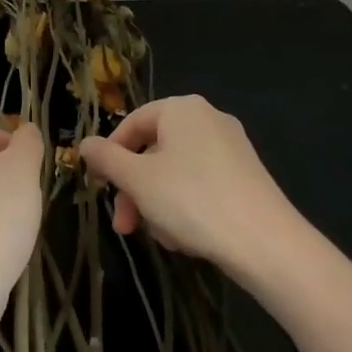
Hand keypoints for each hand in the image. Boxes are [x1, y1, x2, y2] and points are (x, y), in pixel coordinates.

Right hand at [78, 95, 299, 274]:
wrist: (266, 243)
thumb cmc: (192, 200)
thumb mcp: (138, 180)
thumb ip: (106, 159)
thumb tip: (84, 144)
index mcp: (180, 108)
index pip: (131, 124)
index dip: (110, 156)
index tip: (100, 188)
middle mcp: (207, 118)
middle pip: (153, 150)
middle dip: (135, 190)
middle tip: (125, 226)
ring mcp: (230, 146)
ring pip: (175, 171)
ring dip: (158, 203)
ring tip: (163, 238)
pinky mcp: (246, 175)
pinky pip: (201, 183)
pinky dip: (186, 206)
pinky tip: (187, 237)